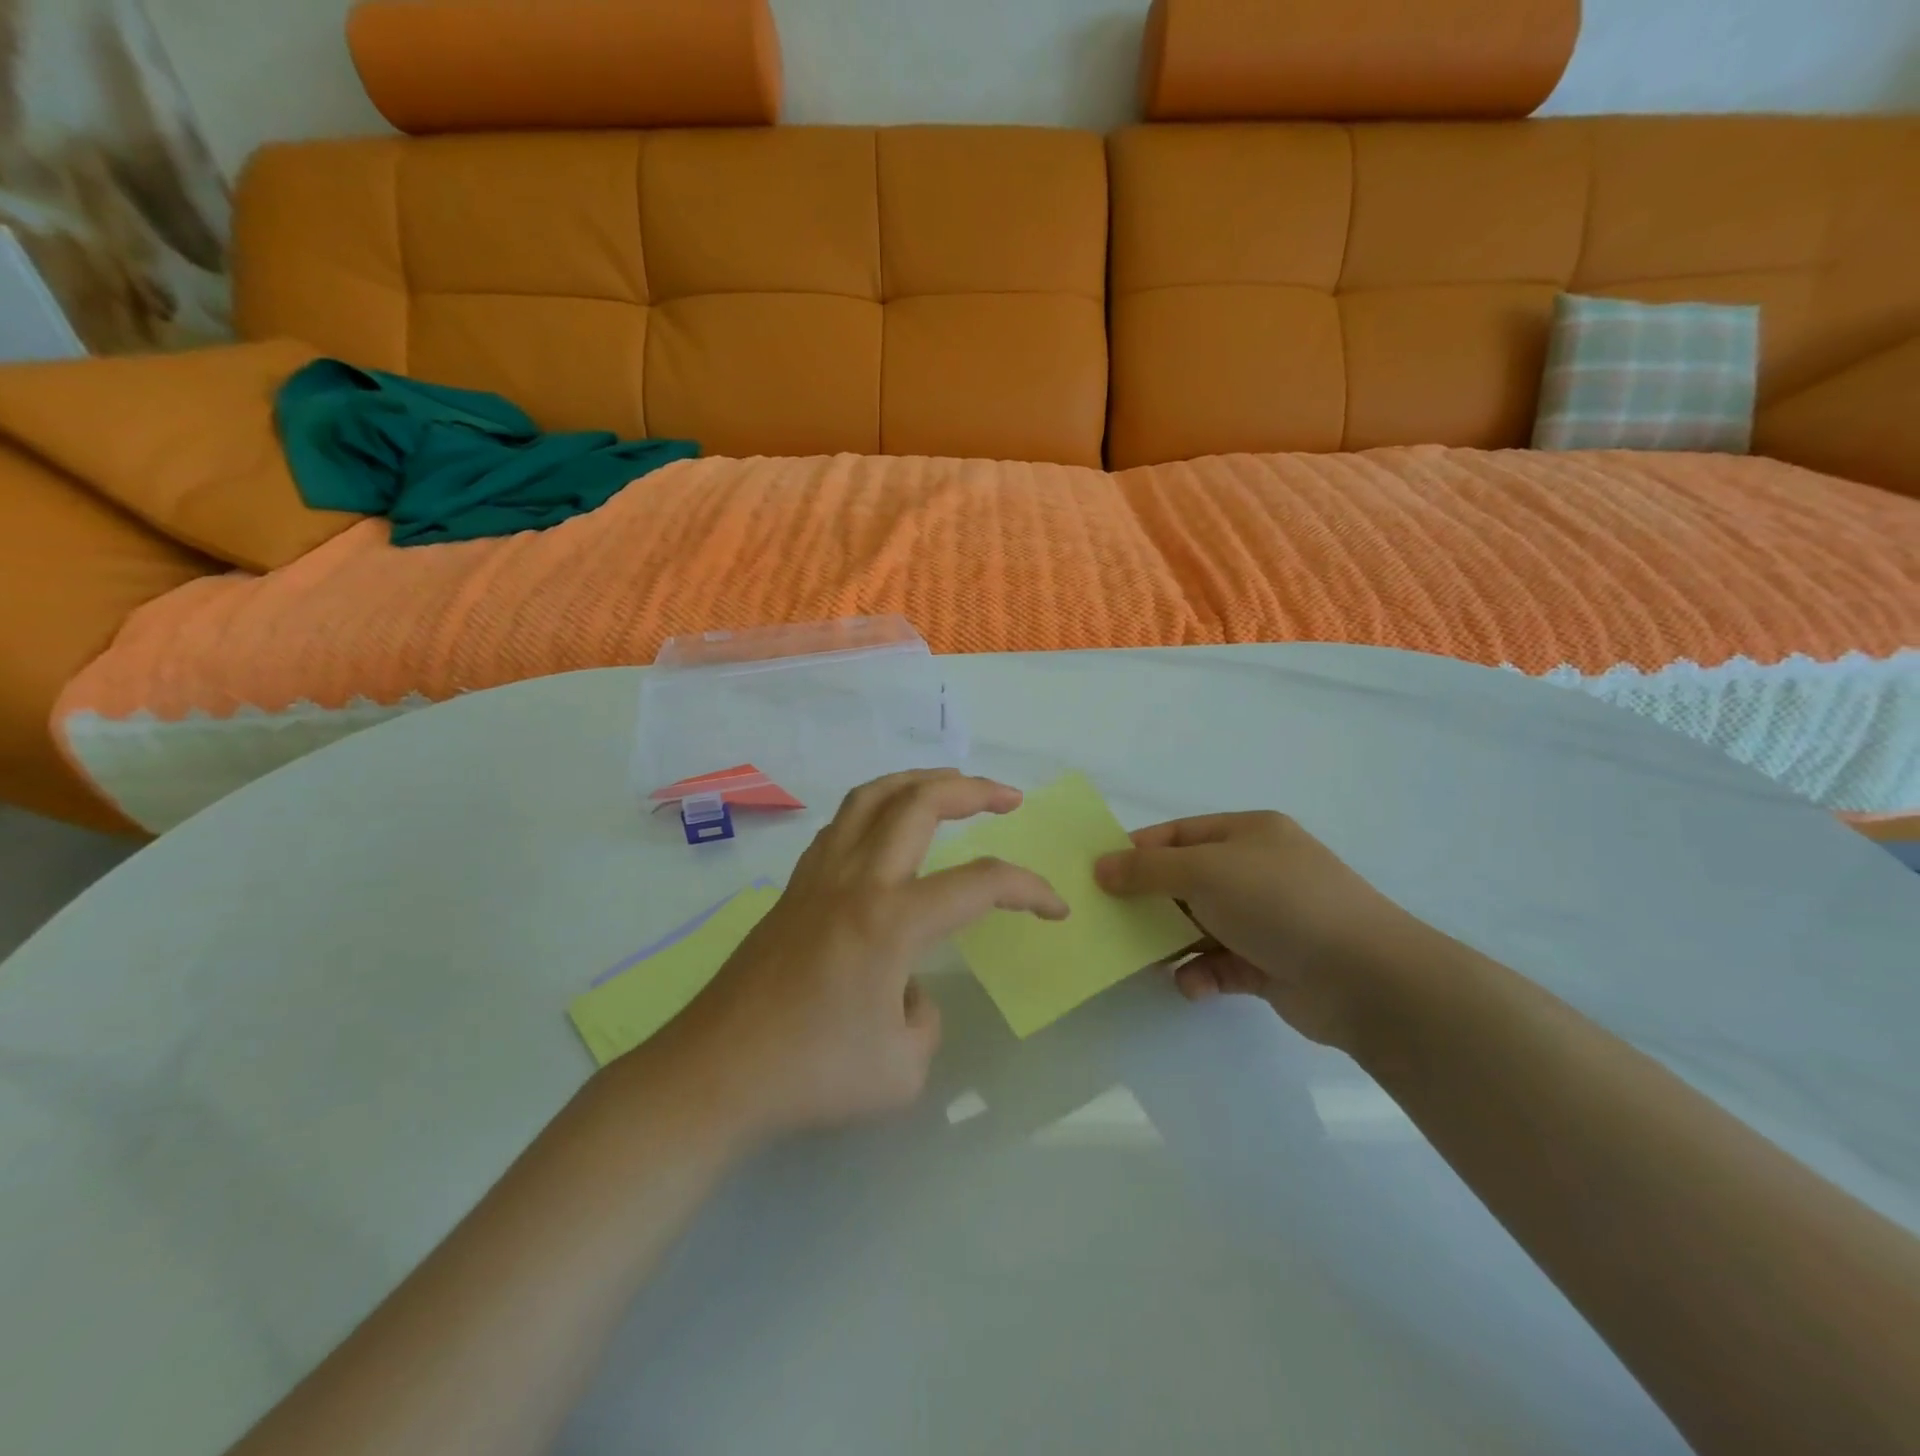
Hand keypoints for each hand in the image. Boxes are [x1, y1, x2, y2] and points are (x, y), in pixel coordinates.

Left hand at [662, 771, 1068, 1139]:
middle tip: (1007, 798)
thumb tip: (909, 990)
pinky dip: (877, 808)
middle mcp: (857, 880)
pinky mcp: (793, 888)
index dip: (1030, 890)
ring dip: (919, 782)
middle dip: (973, 790)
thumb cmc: (811, 1075)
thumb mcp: (902, 1070)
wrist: (713, 1074)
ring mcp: (818, 877)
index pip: (980, 884)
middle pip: (920, 802)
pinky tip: (887, 831)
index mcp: (892, 920)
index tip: (1055, 910)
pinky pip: (842, 824)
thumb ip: (926, 1020)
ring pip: (872, 797)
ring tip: (949, 788)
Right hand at [1095, 812, 1426, 1052]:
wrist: (1366, 978)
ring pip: (1200, 925)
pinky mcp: (1272, 965)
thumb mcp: (1206, 871)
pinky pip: (1222, 964)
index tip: (1098, 874)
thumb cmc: (1280, 903)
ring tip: (1143, 959)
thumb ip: (1148, 869)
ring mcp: (1267, 919)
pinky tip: (1192, 985)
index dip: (1137, 850)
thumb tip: (1101, 867)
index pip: (1179, 834)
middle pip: (1187, 881)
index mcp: (1248, 834)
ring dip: (1172, 942)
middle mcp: (1257, 871)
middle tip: (1109, 920)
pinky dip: (1202, 974)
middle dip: (1149, 901)